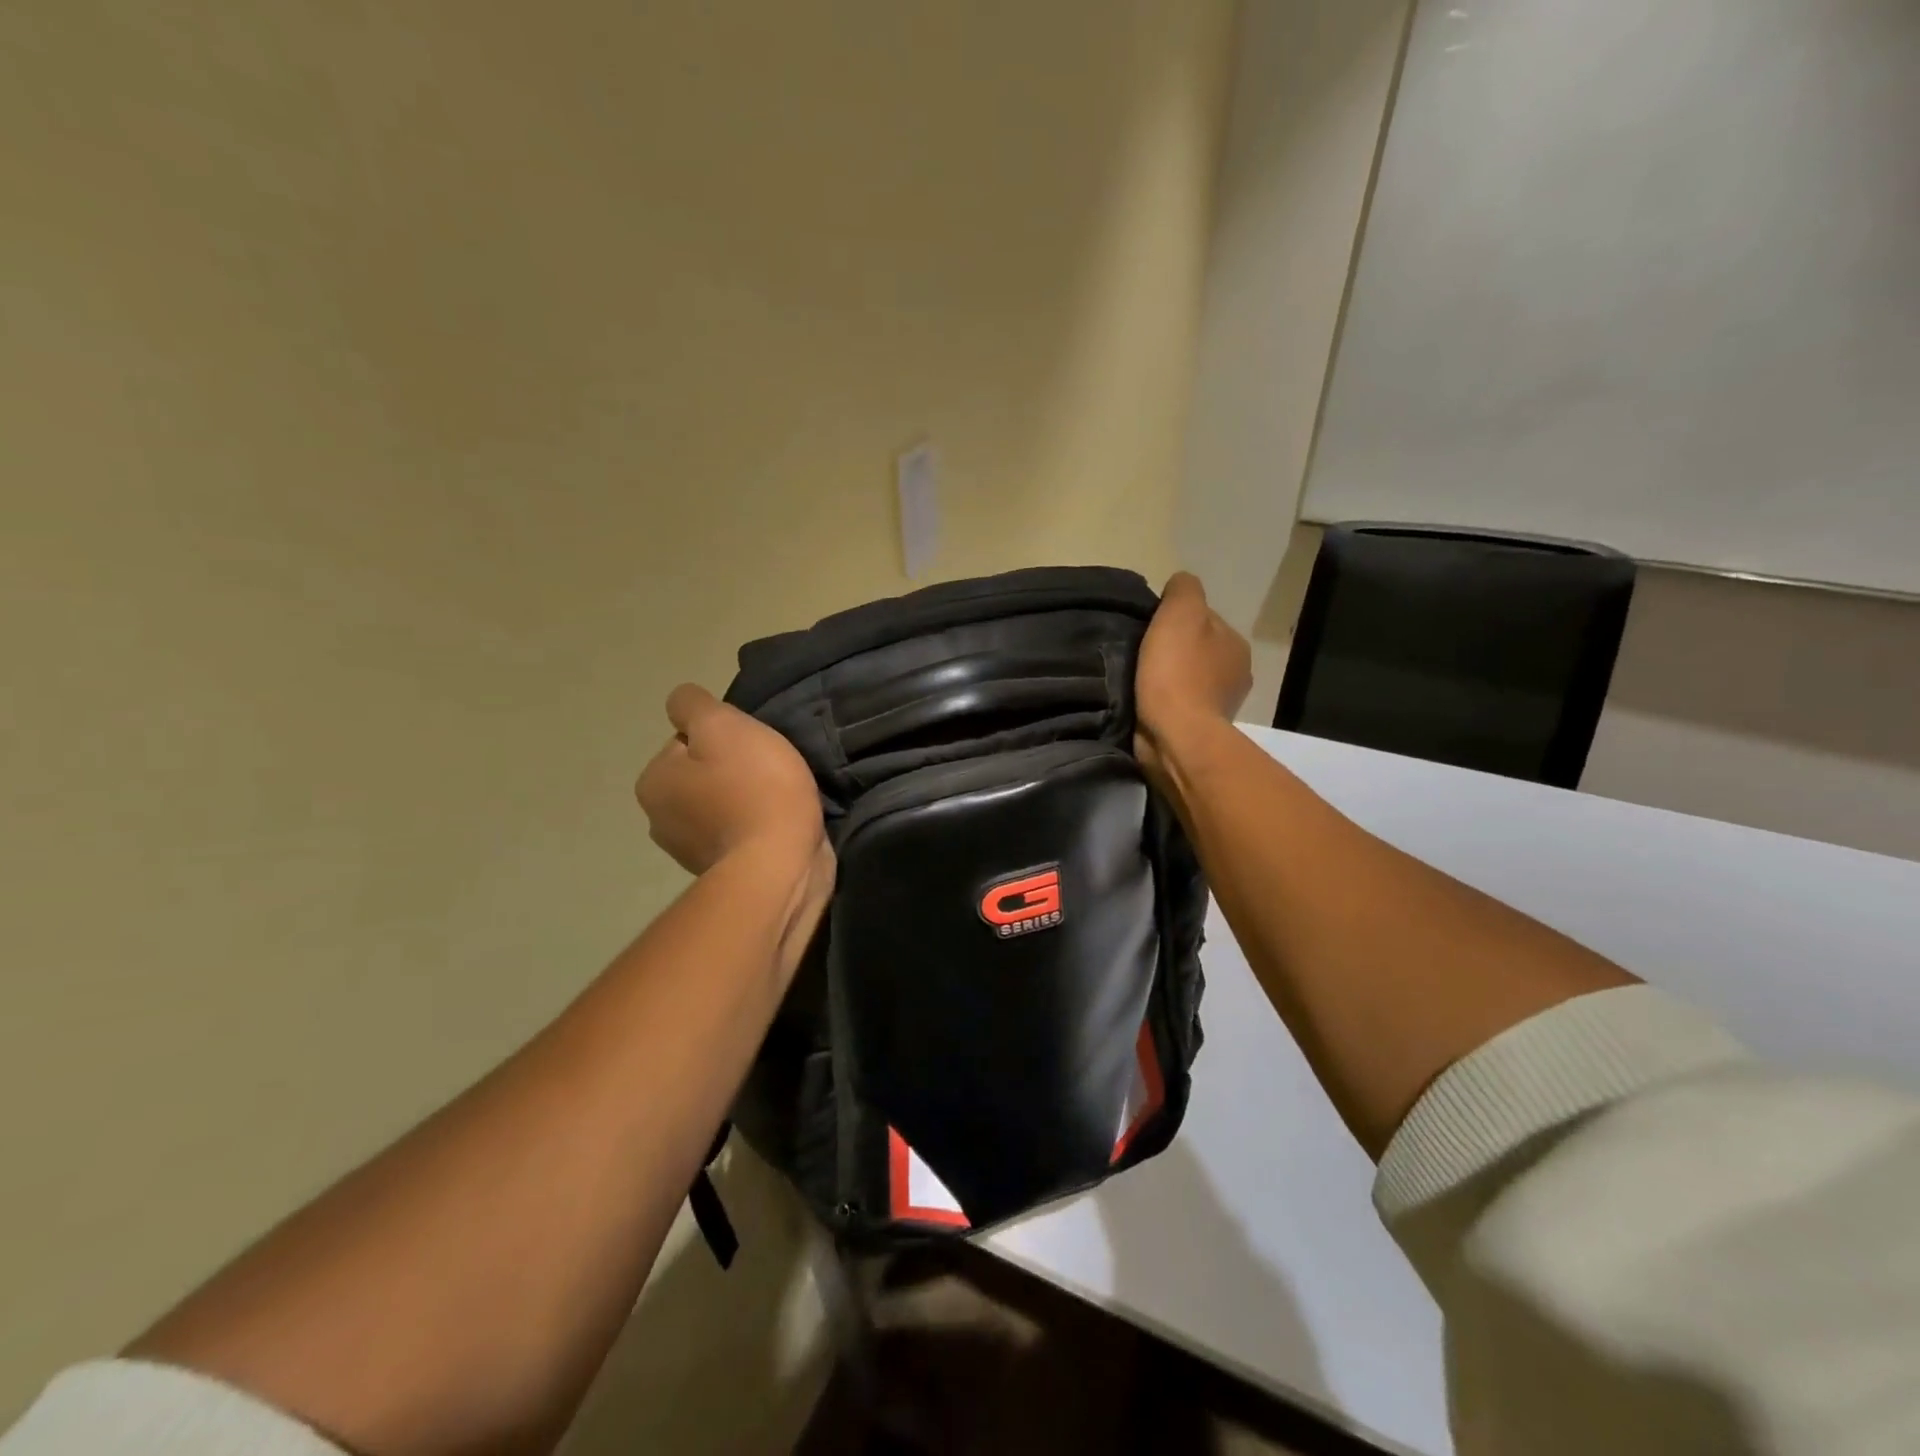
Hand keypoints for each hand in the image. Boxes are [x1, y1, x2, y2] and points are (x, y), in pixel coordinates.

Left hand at [636, 685, 824, 876]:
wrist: (781, 865)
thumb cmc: (753, 789)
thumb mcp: (722, 725)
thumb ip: (693, 705)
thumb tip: (682, 705)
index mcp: (653, 782)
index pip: (686, 741)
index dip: (723, 739)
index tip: (752, 749)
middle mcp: (660, 820)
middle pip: (703, 775)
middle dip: (733, 771)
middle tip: (770, 773)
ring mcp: (690, 852)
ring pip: (722, 805)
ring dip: (747, 801)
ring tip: (781, 801)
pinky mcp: (723, 873)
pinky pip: (740, 834)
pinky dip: (757, 828)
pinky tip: (780, 826)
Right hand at [1134, 572, 1251, 773]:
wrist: (1176, 737)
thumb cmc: (1178, 672)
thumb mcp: (1180, 613)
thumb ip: (1183, 590)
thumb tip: (1180, 584)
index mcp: (1236, 643)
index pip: (1204, 620)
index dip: (1175, 621)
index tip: (1151, 630)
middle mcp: (1237, 673)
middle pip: (1198, 651)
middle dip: (1174, 652)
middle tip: (1142, 656)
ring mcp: (1222, 706)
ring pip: (1189, 680)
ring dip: (1169, 680)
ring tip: (1140, 682)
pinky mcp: (1201, 731)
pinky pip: (1181, 707)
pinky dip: (1166, 704)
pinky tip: (1147, 705)